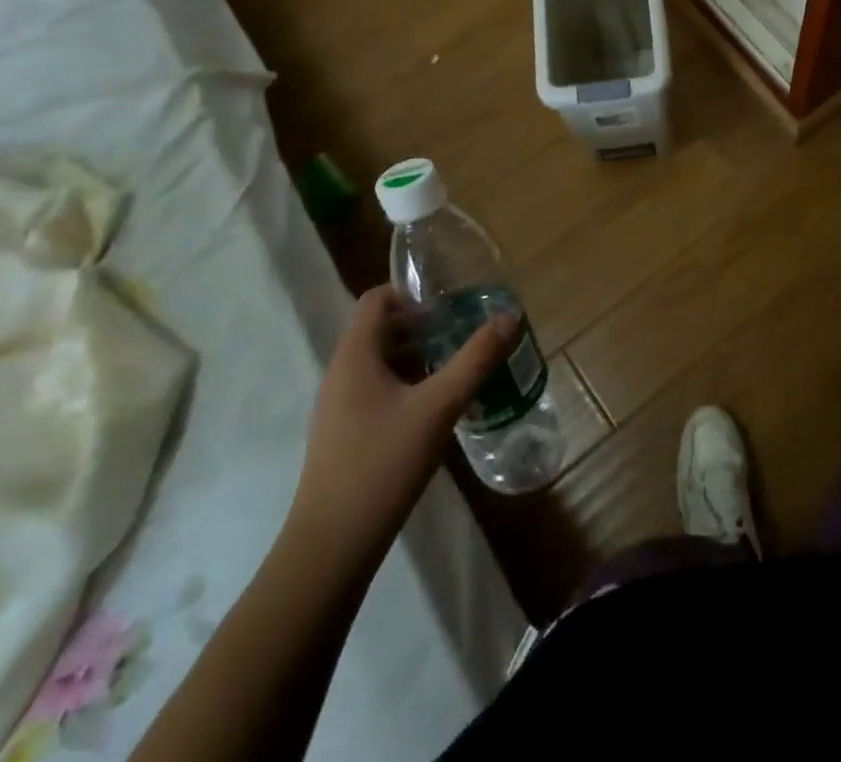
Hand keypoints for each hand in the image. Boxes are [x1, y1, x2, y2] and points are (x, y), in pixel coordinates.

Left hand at [289, 286, 511, 550]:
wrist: (331, 548)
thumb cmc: (382, 464)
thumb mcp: (439, 407)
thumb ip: (476, 360)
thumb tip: (509, 317)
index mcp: (354, 356)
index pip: (376, 298)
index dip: (411, 293)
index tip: (448, 306)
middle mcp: (340, 374)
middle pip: (379, 329)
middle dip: (421, 326)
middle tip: (461, 334)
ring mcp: (337, 408)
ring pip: (378, 363)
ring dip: (416, 357)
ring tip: (455, 369)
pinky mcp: (342, 436)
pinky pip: (375, 391)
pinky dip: (405, 386)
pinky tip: (434, 410)